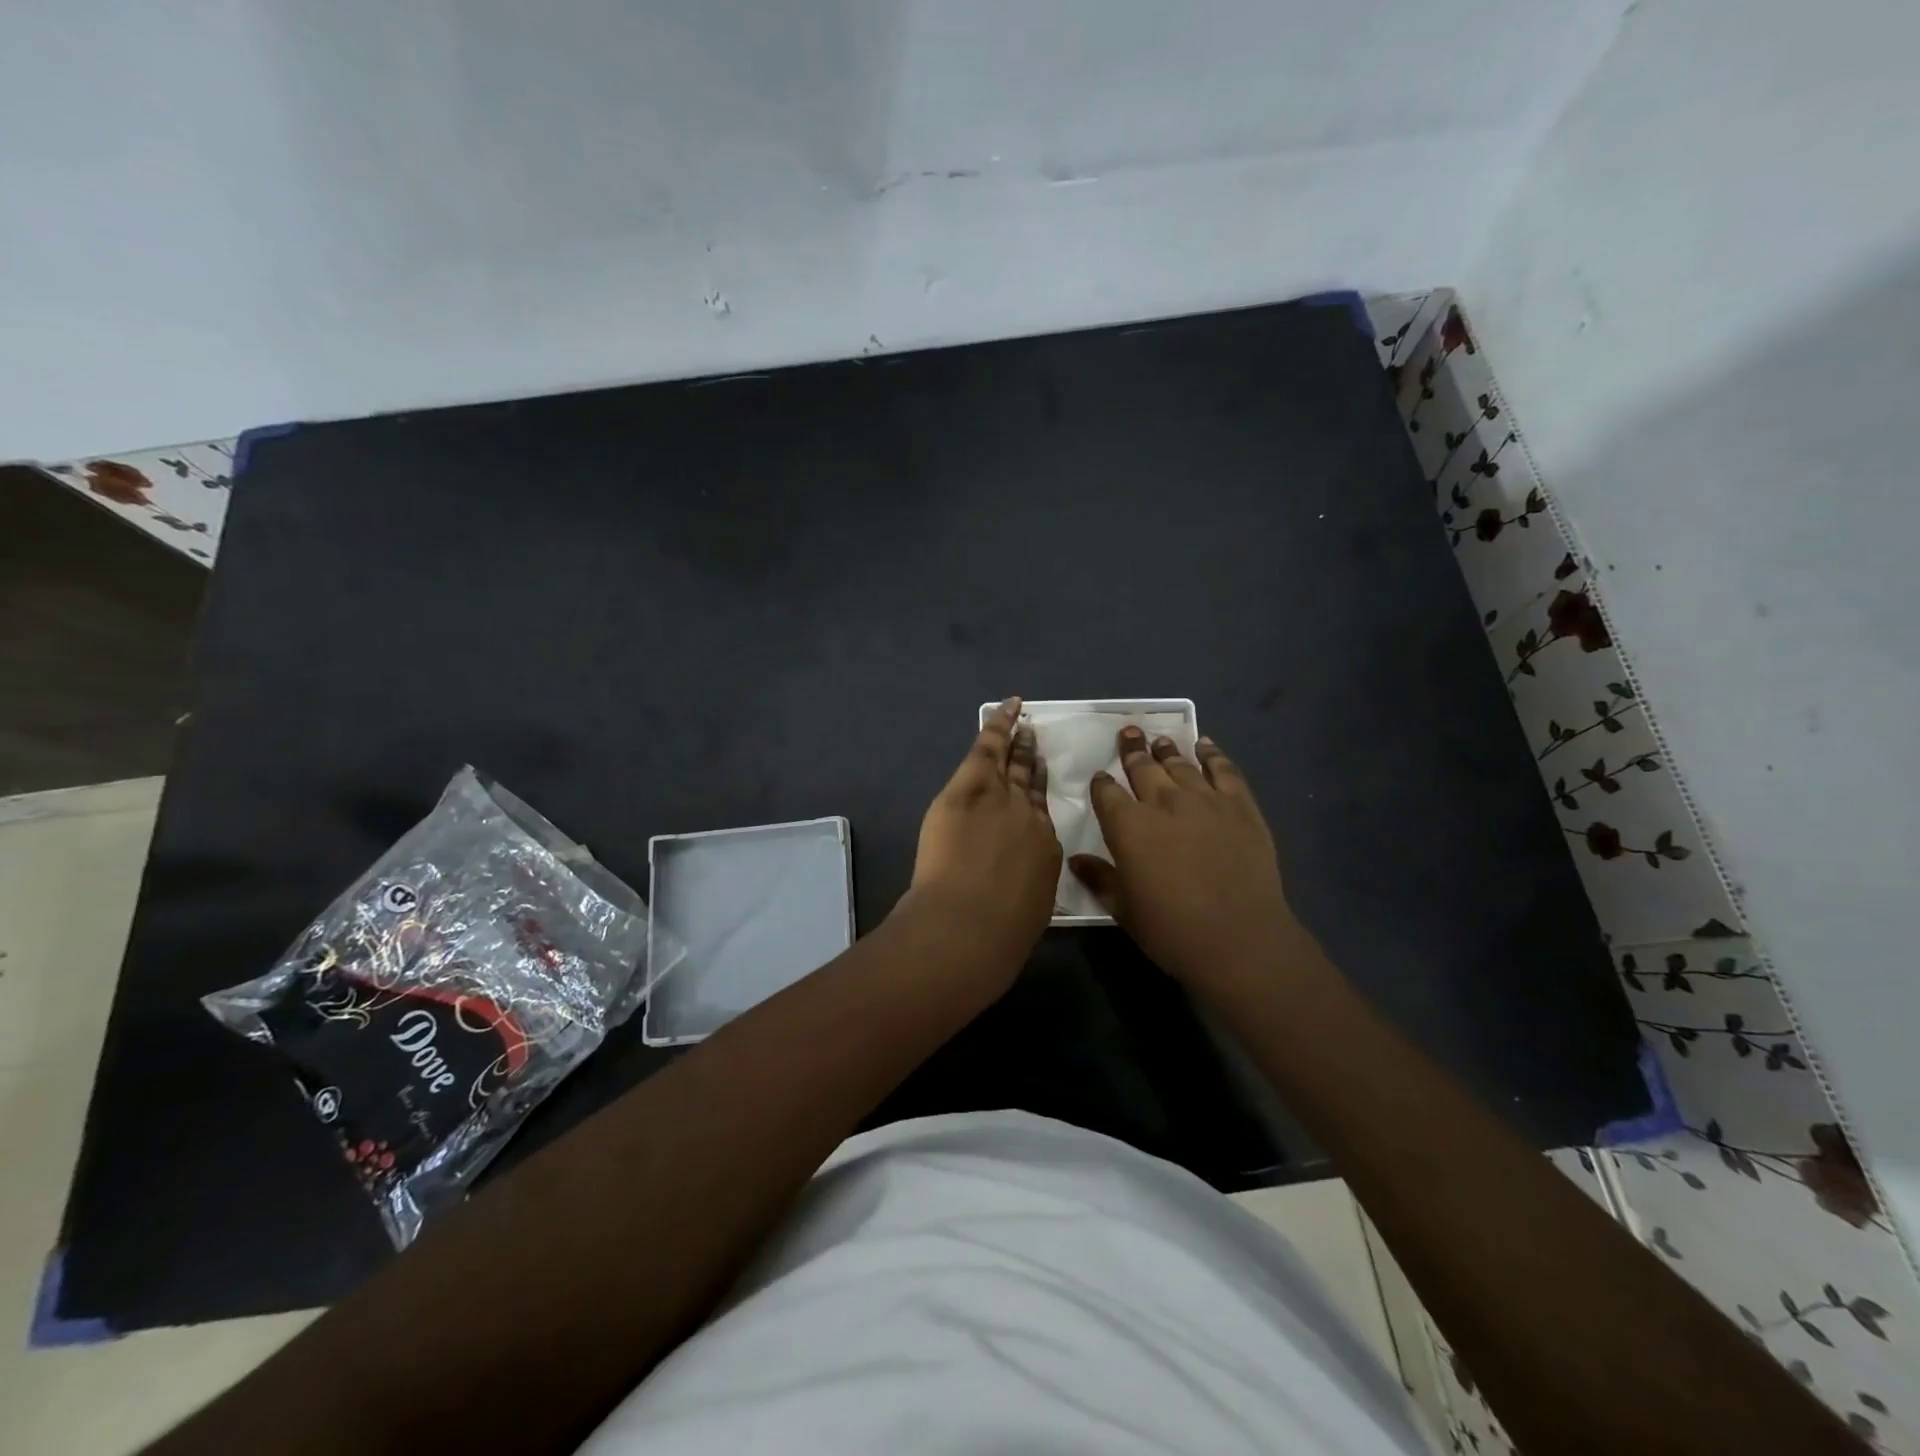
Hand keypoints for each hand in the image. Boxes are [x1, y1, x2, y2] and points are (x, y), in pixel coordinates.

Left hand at [900, 697, 1061, 981]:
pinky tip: (1006, 709)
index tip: (1038, 784)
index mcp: (1045, 851)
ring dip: (1016, 742)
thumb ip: (1025, 885)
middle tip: (1034, 741)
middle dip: (1032, 762)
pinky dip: (998, 726)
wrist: (970, 925)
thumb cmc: (998, 934)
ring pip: (1011, 762)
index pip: (1042, 817)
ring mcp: (1000, 798)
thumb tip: (1018, 880)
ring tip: (1022, 725)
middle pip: (1030, 783)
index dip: (1038, 798)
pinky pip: (987, 748)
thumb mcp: (1027, 910)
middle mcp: (1030, 817)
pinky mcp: (968, 789)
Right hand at [1070, 727, 1298, 1002]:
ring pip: (1179, 764)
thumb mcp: (1123, 909)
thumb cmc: (1171, 929)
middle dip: (1132, 750)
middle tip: (1128, 733)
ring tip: (1160, 739)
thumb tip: (1076, 859)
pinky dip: (1211, 754)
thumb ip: (1099, 878)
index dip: (1101, 783)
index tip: (1100, 777)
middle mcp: (1163, 802)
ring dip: (1166, 749)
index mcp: (1128, 826)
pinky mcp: (1240, 805)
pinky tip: (1205, 745)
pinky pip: (1223, 769)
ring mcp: (1204, 800)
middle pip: (1142, 767)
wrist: (1239, 938)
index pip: (1107, 792)